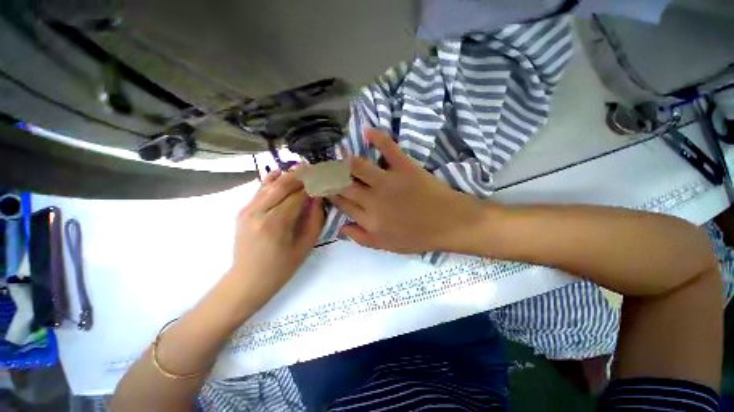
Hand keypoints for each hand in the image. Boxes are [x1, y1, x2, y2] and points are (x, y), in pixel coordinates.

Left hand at [228, 169, 324, 308]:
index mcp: (276, 224)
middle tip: (316, 169)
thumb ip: (314, 219)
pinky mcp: (243, 211)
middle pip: (283, 184)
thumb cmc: (281, 268)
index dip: (313, 184)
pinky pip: (259, 190)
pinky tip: (281, 172)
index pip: (298, 195)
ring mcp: (248, 210)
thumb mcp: (305, 246)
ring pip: (270, 184)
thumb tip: (318, 197)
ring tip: (303, 168)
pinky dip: (271, 179)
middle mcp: (259, 212)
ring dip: (288, 174)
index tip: (324, 177)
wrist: (247, 280)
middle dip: (301, 174)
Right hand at [329, 129, 486, 253]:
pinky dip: (377, 137)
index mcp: (369, 219)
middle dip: (329, 176)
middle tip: (323, 169)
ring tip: (339, 156)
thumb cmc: (418, 237)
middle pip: (343, 185)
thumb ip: (361, 238)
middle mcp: (373, 200)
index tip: (323, 187)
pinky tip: (367, 131)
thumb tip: (340, 228)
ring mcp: (388, 181)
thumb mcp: (386, 246)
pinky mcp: (405, 167)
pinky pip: (388, 148)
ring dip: (345, 160)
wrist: (449, 224)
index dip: (330, 195)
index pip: (341, 204)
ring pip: (358, 167)